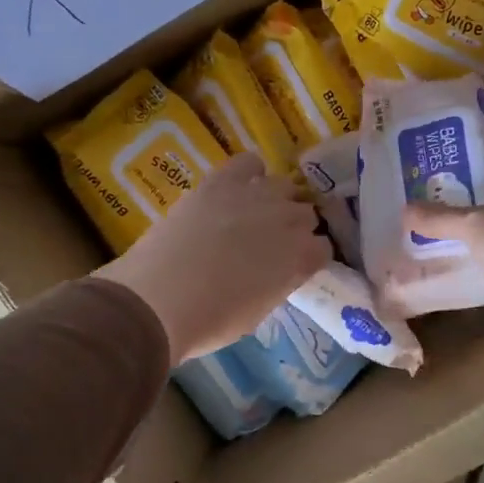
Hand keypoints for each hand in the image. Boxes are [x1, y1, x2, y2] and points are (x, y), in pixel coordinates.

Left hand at [97, 153, 327, 363]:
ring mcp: (256, 195)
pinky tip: (239, 187)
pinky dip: (250, 172)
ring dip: (276, 199)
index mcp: (301, 258)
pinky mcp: (222, 181)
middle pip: (305, 213)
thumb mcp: (259, 311)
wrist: (160, 299)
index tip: (292, 266)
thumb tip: (276, 271)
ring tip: (255, 214)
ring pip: (284, 185)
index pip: (323, 247)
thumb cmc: (210, 319)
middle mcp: (288, 220)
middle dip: (293, 228)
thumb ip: (277, 283)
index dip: (308, 257)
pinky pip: (249, 163)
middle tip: (269, 245)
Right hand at [403, 157, 483, 361]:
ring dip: (472, 232)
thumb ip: (440, 217)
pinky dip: (480, 260)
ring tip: (436, 230)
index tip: (442, 166)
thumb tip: (405, 209)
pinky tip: (455, 263)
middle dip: (466, 199)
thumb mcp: (474, 225)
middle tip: (430, 199)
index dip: (473, 162)